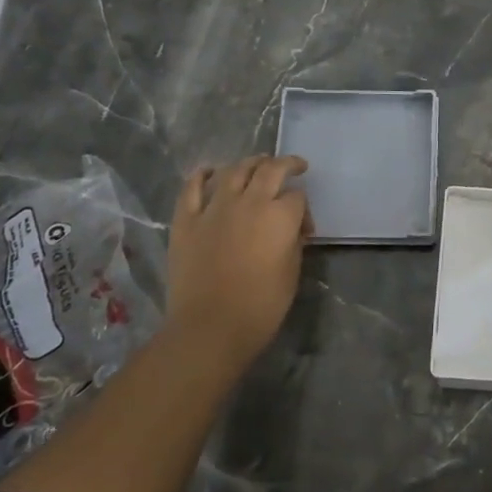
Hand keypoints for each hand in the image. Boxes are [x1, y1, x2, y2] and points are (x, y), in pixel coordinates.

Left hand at [165, 155, 311, 378]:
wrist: (210, 328)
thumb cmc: (261, 306)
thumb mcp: (292, 272)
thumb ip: (293, 242)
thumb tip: (291, 229)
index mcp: (280, 216)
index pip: (297, 197)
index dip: (305, 209)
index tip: (304, 228)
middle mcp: (249, 202)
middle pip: (270, 169)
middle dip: (286, 164)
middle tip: (294, 166)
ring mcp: (214, 208)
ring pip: (234, 170)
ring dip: (250, 163)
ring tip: (257, 164)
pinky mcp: (186, 220)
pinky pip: (192, 188)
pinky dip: (201, 175)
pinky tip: (209, 171)